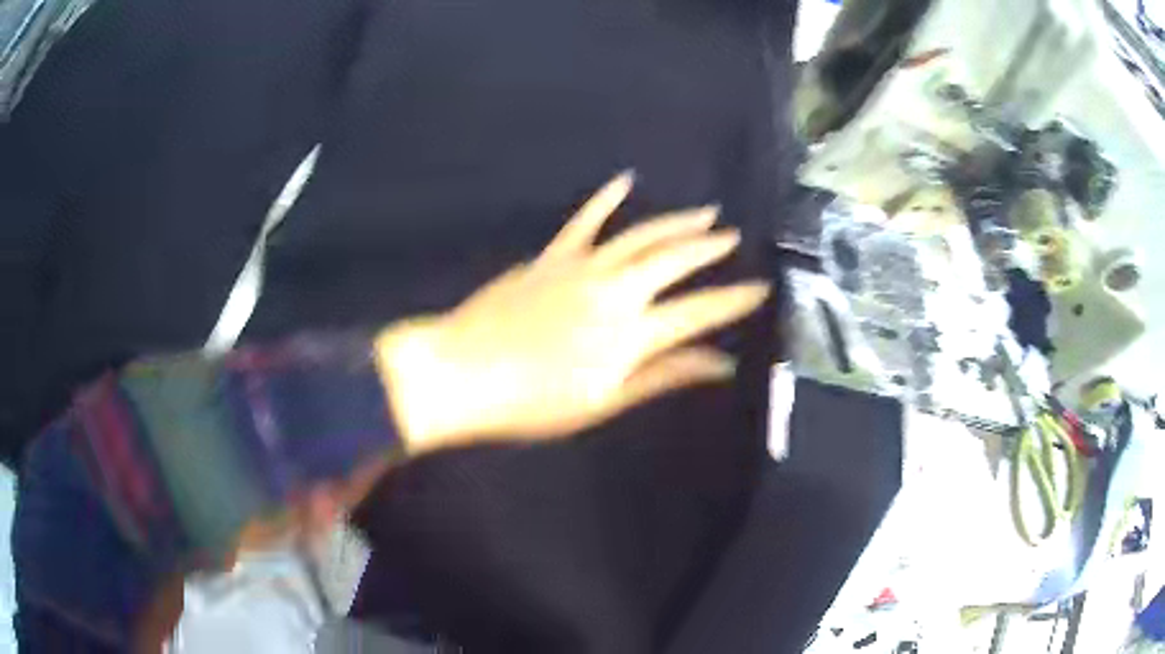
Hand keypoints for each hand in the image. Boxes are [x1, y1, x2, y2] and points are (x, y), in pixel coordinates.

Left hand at [377, 172, 769, 453]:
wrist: (462, 373)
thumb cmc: (533, 403)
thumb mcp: (605, 401)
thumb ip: (664, 376)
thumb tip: (720, 364)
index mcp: (631, 333)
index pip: (699, 311)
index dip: (734, 300)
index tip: (761, 288)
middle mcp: (615, 290)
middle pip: (674, 261)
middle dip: (708, 249)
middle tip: (733, 238)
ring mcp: (581, 266)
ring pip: (640, 235)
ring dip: (674, 222)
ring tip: (703, 213)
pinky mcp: (552, 257)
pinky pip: (584, 221)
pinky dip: (605, 200)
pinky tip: (624, 181)